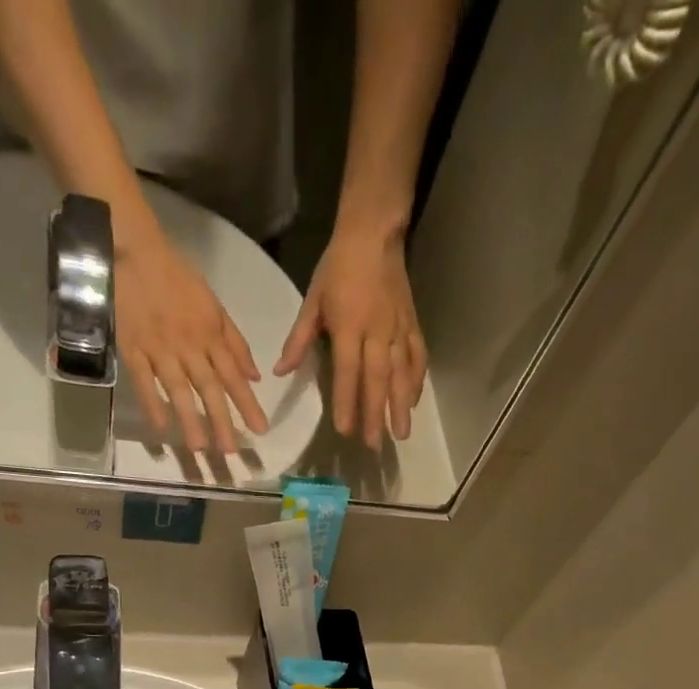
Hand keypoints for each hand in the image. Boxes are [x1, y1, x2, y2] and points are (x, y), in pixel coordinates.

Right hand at [115, 231, 268, 455]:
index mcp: (210, 335)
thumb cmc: (176, 278)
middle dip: (222, 421)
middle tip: (232, 453)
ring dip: (190, 420)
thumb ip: (235, 343)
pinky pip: (143, 379)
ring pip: (179, 389)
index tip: (260, 430)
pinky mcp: (133, 347)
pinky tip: (159, 428)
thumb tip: (255, 377)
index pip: (234, 375)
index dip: (248, 403)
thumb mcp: (214, 305)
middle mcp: (189, 346)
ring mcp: (160, 348)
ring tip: (200, 450)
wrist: (134, 249)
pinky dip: (151, 402)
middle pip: (209, 388)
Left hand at [276, 223, 427, 449]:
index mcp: (349, 326)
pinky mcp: (412, 324)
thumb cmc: (338, 267)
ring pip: (401, 373)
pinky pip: (417, 356)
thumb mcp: (312, 300)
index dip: (346, 402)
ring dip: (401, 405)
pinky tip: (414, 401)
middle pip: (377, 380)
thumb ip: (299, 340)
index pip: (347, 371)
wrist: (374, 233)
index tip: (345, 430)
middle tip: (374, 445)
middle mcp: (376, 331)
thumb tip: (281, 371)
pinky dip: (417, 380)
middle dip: (376, 414)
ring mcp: (398, 328)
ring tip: (401, 434)